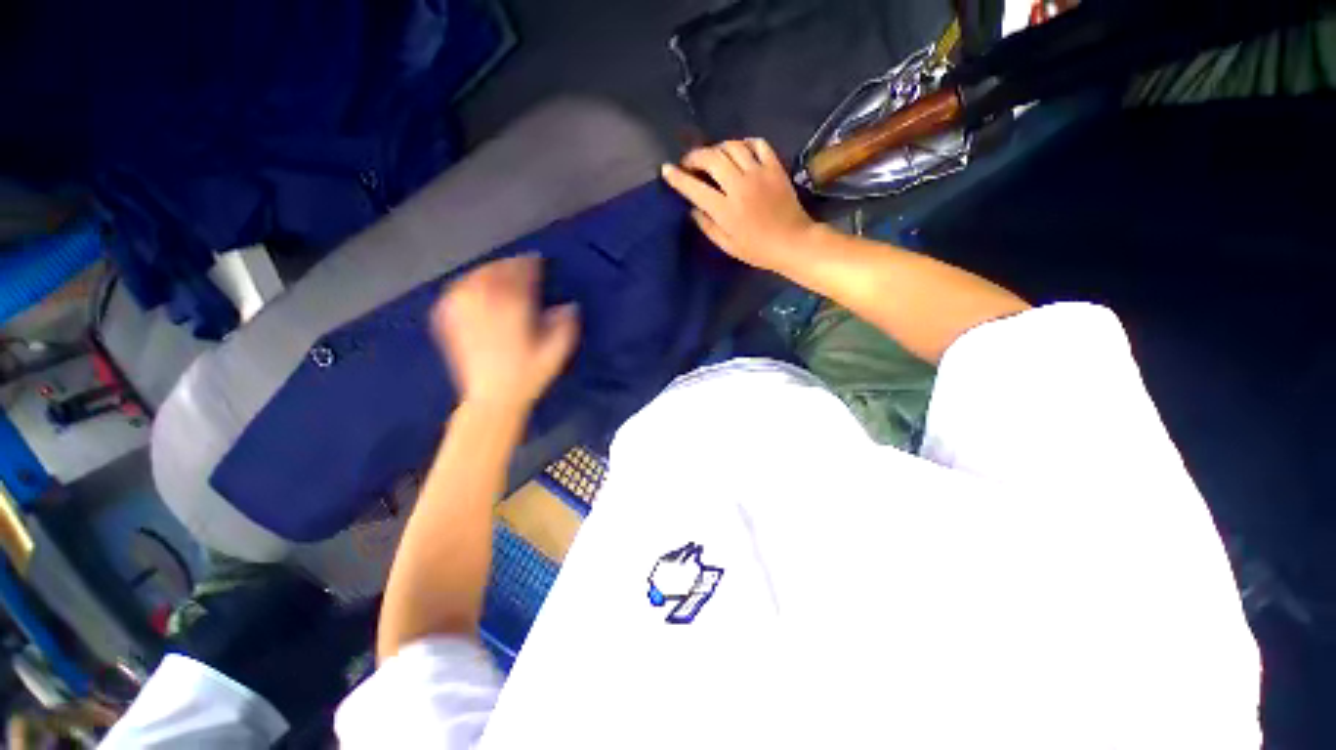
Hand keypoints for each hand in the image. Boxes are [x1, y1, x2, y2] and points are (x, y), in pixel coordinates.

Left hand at [432, 256, 578, 415]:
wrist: (494, 400)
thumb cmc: (529, 376)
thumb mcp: (556, 353)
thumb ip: (565, 326)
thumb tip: (569, 306)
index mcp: (514, 312)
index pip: (519, 277)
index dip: (528, 265)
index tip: (536, 260)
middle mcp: (487, 308)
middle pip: (494, 274)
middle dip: (507, 264)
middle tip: (519, 262)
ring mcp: (466, 316)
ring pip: (472, 281)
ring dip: (485, 271)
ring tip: (496, 270)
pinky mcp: (452, 326)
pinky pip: (453, 296)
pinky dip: (462, 286)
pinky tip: (468, 286)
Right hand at [660, 139, 817, 272]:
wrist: (793, 242)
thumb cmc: (758, 250)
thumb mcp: (727, 246)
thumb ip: (708, 226)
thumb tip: (692, 209)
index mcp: (726, 210)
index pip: (695, 188)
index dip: (677, 177)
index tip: (666, 169)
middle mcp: (739, 186)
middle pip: (711, 159)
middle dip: (695, 156)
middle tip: (689, 163)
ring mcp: (759, 173)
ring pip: (732, 146)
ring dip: (717, 148)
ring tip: (713, 157)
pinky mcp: (774, 167)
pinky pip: (757, 143)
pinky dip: (744, 143)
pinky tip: (739, 151)